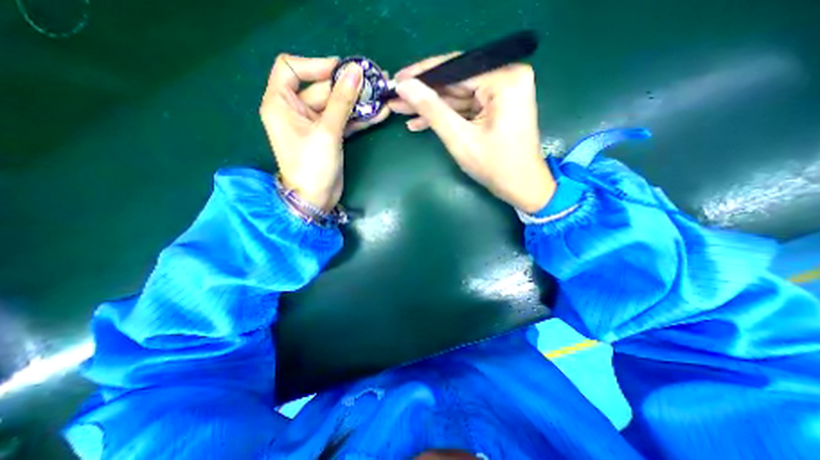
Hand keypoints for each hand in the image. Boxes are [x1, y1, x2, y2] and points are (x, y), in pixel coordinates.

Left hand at [263, 54, 389, 209]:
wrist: (316, 199)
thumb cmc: (312, 165)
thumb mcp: (326, 131)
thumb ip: (342, 101)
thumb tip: (355, 71)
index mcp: (281, 103)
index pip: (291, 68)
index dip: (316, 65)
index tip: (342, 69)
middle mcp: (295, 110)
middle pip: (321, 88)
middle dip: (348, 86)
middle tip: (374, 81)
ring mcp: (314, 124)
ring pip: (337, 106)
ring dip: (358, 102)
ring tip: (382, 95)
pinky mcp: (329, 136)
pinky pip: (344, 121)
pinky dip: (359, 119)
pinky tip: (379, 114)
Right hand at [389, 52, 553, 213]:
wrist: (521, 187)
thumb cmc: (495, 166)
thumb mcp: (460, 138)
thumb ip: (432, 110)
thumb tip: (405, 86)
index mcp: (504, 79)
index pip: (455, 68)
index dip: (422, 75)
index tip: (396, 80)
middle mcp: (507, 78)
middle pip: (455, 82)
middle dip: (424, 94)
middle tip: (395, 98)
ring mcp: (502, 93)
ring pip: (457, 96)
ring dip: (430, 107)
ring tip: (401, 111)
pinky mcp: (497, 107)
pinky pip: (465, 107)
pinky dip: (445, 116)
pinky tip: (420, 122)